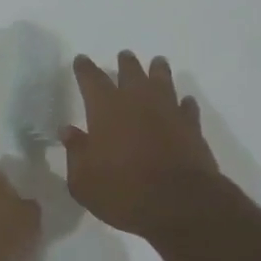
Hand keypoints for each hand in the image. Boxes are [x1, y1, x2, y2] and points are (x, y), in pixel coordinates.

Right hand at [64, 52, 225, 239]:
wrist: (180, 205)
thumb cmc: (123, 191)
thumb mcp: (83, 180)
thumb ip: (75, 153)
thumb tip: (68, 131)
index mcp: (105, 108)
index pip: (91, 79)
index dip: (85, 68)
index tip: (81, 60)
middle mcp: (137, 101)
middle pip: (130, 72)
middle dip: (125, 64)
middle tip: (124, 56)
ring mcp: (168, 111)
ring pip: (163, 81)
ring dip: (158, 71)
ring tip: (157, 63)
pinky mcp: (192, 128)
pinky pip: (187, 107)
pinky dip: (183, 103)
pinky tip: (184, 102)